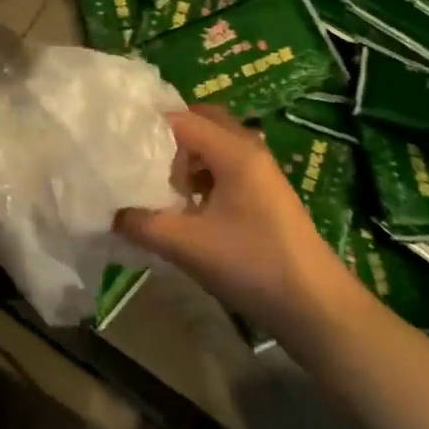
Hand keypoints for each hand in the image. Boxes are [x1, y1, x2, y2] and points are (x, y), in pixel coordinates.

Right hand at [114, 106, 364, 354]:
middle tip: (138, 157)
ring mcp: (262, 172)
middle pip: (202, 121)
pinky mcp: (266, 194)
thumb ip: (142, 224)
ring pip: (215, 144)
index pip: (181, 118)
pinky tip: (187, 205)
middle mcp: (249, 150)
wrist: (318, 310)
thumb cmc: (253, 266)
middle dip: (168, 135)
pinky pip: (226, 165)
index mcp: (234, 151)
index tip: (116, 142)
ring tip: (158, 183)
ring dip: (186, 156)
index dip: (146, 126)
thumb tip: (109, 211)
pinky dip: (202, 173)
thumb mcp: (187, 246)